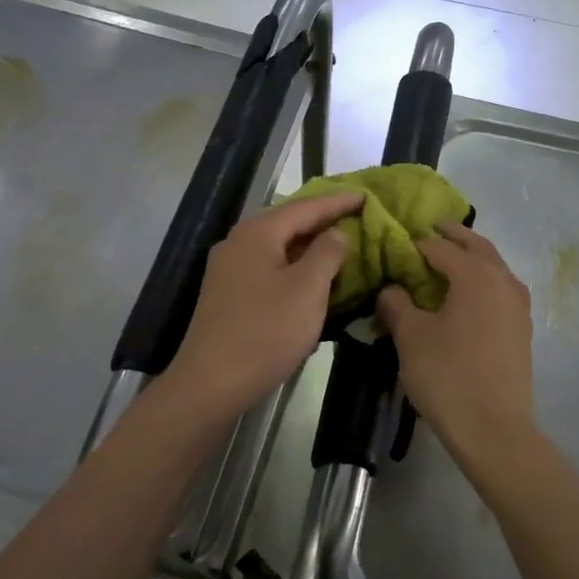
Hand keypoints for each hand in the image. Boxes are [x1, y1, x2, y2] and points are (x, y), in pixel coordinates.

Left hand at [165, 191, 362, 417]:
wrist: (211, 382)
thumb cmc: (265, 331)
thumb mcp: (307, 289)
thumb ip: (327, 253)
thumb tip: (335, 234)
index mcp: (257, 233)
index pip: (306, 207)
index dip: (338, 202)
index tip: (366, 195)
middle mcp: (238, 243)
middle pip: (288, 223)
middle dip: (322, 220)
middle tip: (356, 216)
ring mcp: (229, 270)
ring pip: (278, 248)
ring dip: (309, 246)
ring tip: (340, 245)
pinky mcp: (228, 295)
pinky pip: (269, 269)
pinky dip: (294, 267)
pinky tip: (310, 278)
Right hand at [376, 223, 536, 468]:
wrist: (494, 429)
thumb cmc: (447, 376)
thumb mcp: (412, 337)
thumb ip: (397, 305)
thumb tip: (390, 289)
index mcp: (476, 275)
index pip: (441, 247)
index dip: (417, 243)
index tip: (397, 242)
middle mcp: (503, 281)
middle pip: (477, 247)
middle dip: (453, 237)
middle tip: (431, 231)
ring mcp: (518, 306)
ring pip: (495, 267)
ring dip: (473, 258)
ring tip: (449, 262)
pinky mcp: (522, 329)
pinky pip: (501, 290)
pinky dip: (484, 281)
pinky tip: (468, 297)